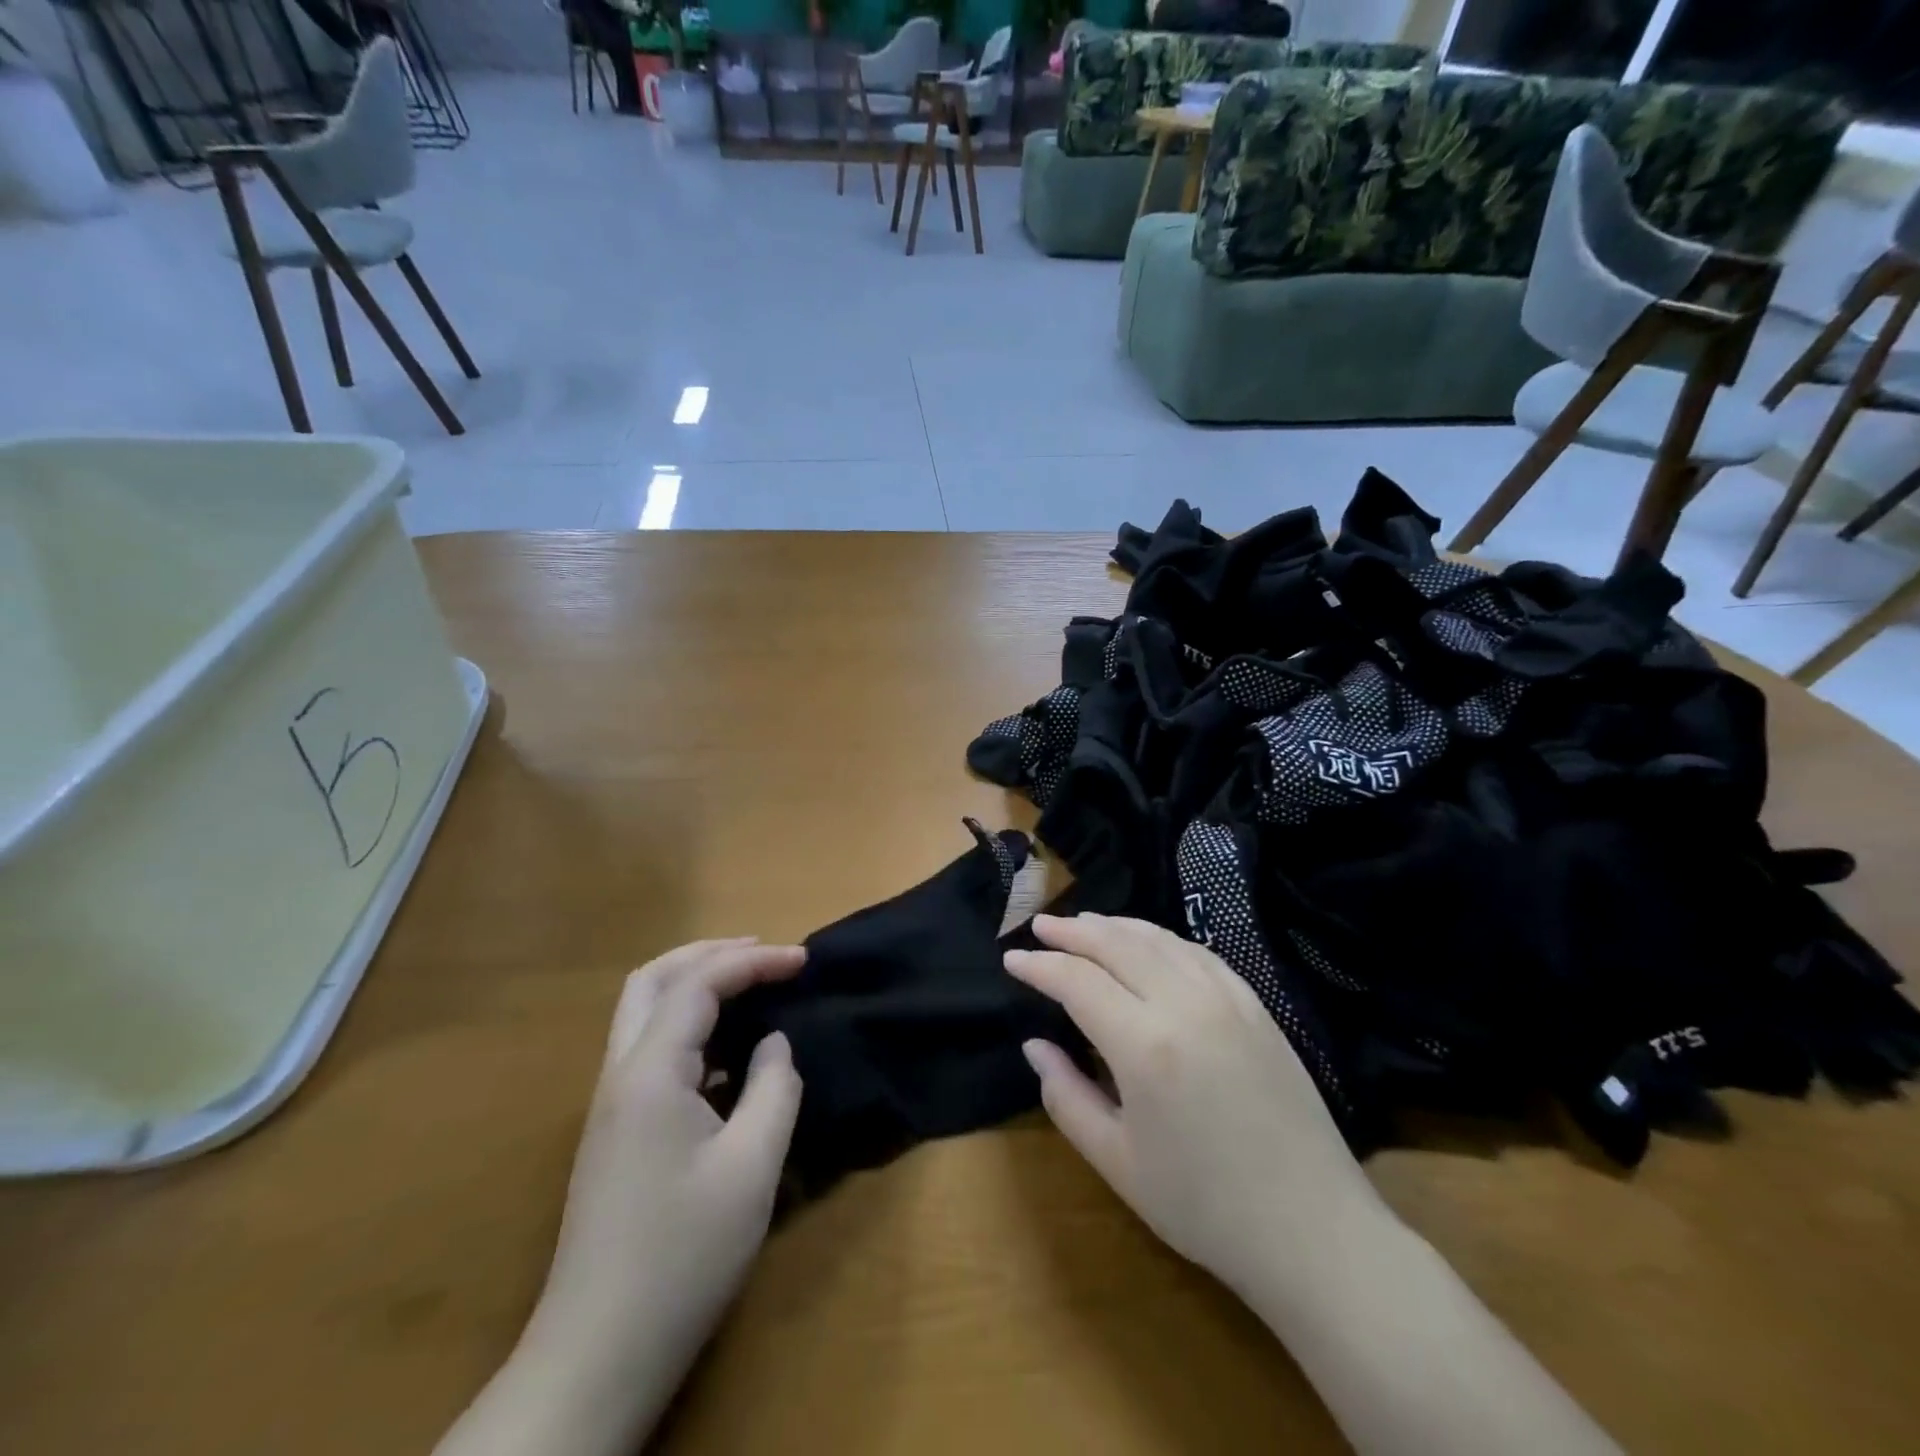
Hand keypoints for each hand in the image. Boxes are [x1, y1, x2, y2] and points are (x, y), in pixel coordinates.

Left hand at [525, 939, 804, 1435]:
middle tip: (764, 954)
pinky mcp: (615, 1132)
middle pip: (653, 980)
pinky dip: (688, 1026)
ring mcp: (610, 1104)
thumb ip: (773, 1088)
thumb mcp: (752, 1167)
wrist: (598, 1353)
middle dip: (709, 953)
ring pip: (644, 1012)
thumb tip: (774, 1044)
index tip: (803, 961)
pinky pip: (650, 1050)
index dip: (755, 961)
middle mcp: (620, 1074)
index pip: (700, 984)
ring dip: (695, 985)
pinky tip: (727, 1054)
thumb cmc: (683, 1255)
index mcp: (650, 1072)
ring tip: (749, 986)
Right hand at [1006, 914, 1390, 1299]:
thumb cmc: (1204, 1207)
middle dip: (1072, 931)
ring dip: (1114, 926)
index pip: (1077, 981)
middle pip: (1116, 944)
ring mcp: (1226, 999)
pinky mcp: (1255, 1005)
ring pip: (1158, 939)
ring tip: (1083, 923)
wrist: (1313, 1231)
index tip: (1012, 959)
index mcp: (1144, 1045)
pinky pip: (1197, 953)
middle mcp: (1184, 1004)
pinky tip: (1147, 943)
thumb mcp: (1117, 1162)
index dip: (1040, 966)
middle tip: (1040, 926)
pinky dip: (1161, 938)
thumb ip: (1066, 1096)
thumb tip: (1034, 1045)